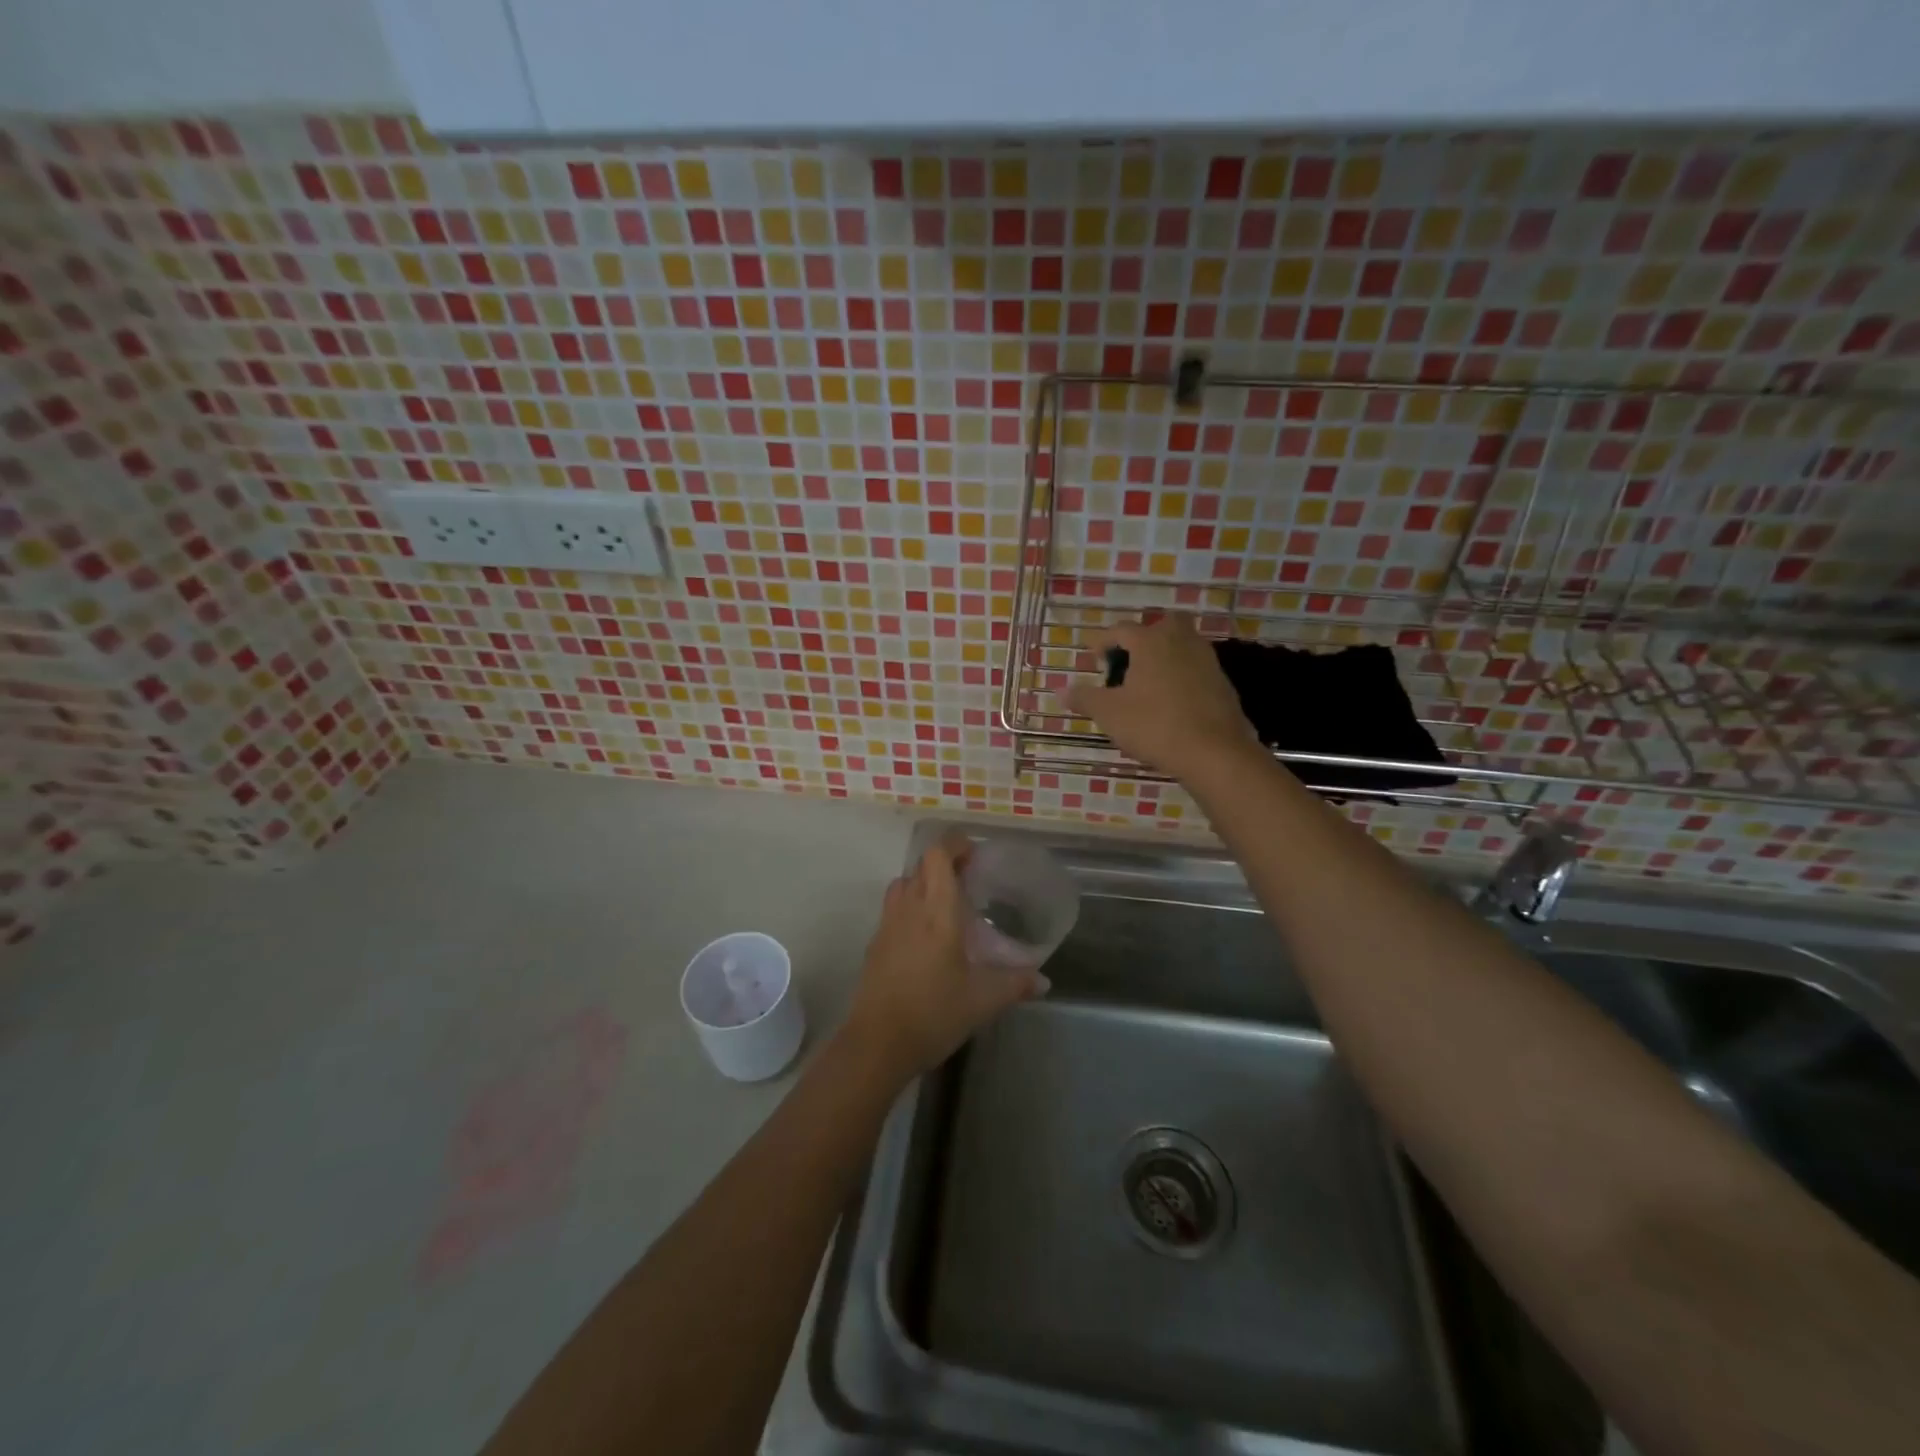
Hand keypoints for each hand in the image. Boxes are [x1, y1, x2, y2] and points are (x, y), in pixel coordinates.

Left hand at [843, 834, 1044, 1081]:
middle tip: (969, 878)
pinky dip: (910, 906)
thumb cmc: (934, 1014)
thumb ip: (1016, 984)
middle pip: (921, 866)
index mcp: (937, 912)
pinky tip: (926, 936)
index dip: (954, 844)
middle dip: (944, 862)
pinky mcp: (875, 944)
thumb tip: (1043, 981)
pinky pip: (893, 908)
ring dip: (923, 882)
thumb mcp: (983, 1001)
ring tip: (945, 903)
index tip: (974, 853)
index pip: (938, 857)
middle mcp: (909, 909)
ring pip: (903, 884)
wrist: (877, 1044)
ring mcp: (887, 925)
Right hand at [1065, 614, 1256, 780]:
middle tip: (1128, 661)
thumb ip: (1084, 698)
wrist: (1214, 752)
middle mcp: (1181, 641)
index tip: (1093, 658)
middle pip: (1161, 626)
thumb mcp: (1109, 714)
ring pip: (1182, 646)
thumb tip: (1060, 691)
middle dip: (1143, 639)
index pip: (1121, 630)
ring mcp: (1206, 660)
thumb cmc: (1154, 725)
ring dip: (1164, 657)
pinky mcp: (1222, 683)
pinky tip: (1170, 702)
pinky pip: (1195, 669)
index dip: (1103, 642)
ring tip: (1146, 684)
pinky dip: (1181, 677)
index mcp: (1151, 641)